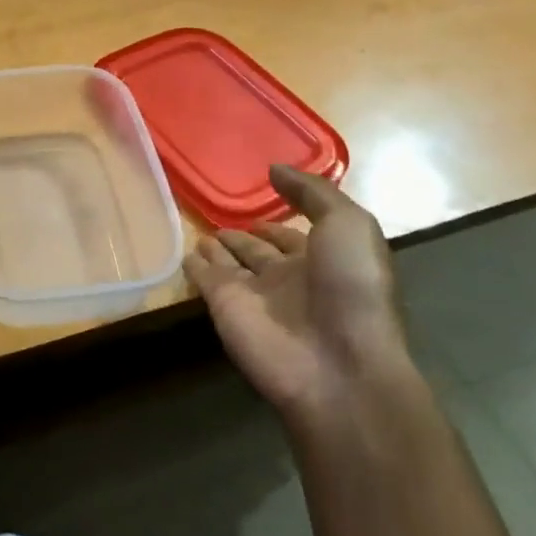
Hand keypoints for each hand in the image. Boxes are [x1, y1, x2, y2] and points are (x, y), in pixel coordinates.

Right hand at [184, 165, 409, 424]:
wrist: (337, 365)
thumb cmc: (351, 288)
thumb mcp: (348, 225)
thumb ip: (312, 192)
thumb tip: (274, 169)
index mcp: (322, 260)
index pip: (294, 236)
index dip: (280, 221)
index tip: (261, 202)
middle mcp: (287, 278)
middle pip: (259, 251)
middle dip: (245, 236)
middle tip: (222, 219)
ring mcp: (253, 294)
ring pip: (230, 264)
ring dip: (218, 249)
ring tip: (202, 234)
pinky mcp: (223, 306)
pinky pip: (203, 279)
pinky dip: (194, 267)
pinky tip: (184, 254)